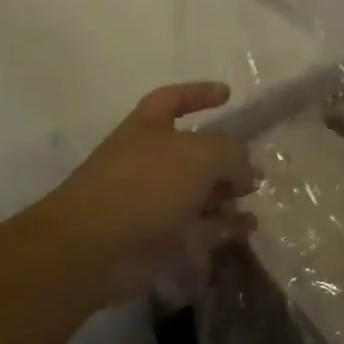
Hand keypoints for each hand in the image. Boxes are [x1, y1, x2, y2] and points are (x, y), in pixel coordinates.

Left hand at [38, 83, 259, 307]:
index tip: (227, 95)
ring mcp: (149, 202)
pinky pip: (193, 231)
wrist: (91, 249)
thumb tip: (246, 172)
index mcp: (148, 127)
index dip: (199, 93)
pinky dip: (219, 231)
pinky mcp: (153, 240)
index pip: (174, 99)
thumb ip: (232, 154)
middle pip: (193, 154)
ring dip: (225, 200)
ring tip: (253, 205)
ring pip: (196, 195)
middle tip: (253, 173)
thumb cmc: (145, 184)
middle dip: (225, 162)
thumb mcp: (202, 154)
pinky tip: (244, 232)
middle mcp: (148, 160)